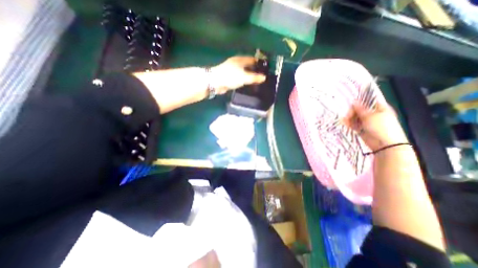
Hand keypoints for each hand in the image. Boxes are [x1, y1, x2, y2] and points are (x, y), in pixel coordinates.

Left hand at [211, 55, 266, 93]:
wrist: (215, 83)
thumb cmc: (230, 77)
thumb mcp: (244, 77)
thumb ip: (254, 78)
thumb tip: (264, 77)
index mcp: (240, 60)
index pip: (253, 59)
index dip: (260, 63)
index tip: (267, 68)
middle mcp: (237, 63)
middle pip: (249, 66)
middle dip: (256, 70)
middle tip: (264, 76)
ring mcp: (233, 70)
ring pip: (244, 72)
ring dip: (250, 76)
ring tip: (258, 81)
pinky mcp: (230, 77)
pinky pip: (240, 77)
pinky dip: (245, 80)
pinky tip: (249, 84)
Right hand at [346, 102, 408, 150]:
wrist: (384, 144)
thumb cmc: (381, 127)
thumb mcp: (370, 116)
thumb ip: (361, 109)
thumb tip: (354, 101)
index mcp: (380, 108)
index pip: (369, 101)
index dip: (360, 100)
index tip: (351, 100)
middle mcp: (373, 114)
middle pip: (360, 109)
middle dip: (352, 110)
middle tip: (347, 112)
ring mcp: (367, 122)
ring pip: (355, 117)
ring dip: (349, 117)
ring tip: (343, 118)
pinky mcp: (361, 129)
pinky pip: (353, 124)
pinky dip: (348, 123)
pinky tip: (343, 121)